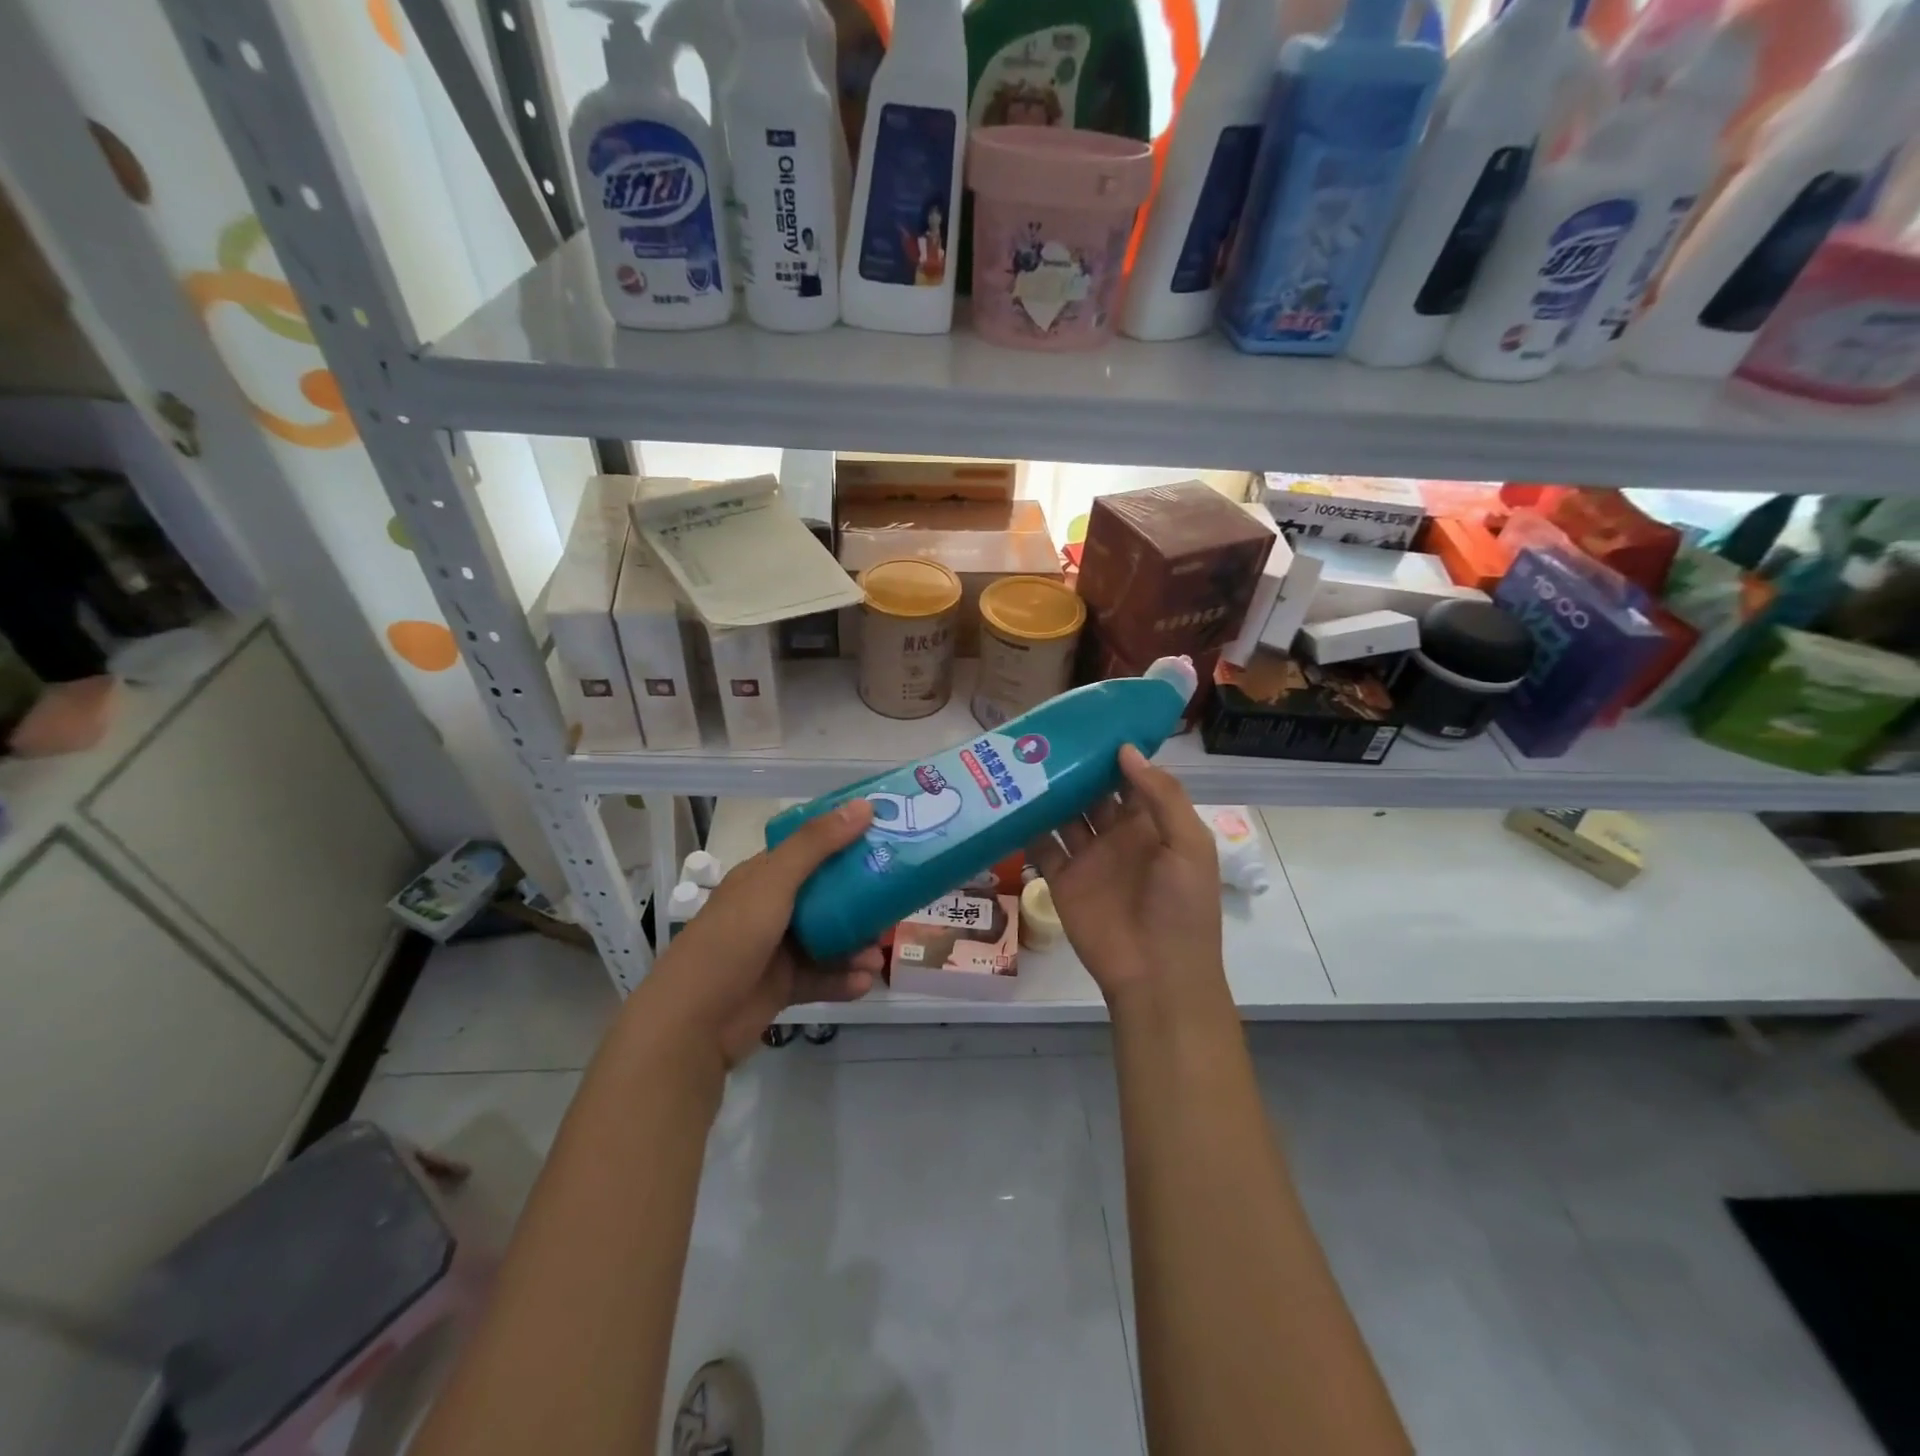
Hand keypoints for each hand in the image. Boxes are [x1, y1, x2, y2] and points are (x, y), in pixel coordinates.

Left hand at [637, 801, 882, 1070]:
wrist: (691, 1023)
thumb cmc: (731, 939)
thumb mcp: (774, 883)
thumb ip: (817, 845)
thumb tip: (864, 805)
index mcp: (762, 877)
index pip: (809, 850)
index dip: (844, 842)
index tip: (884, 840)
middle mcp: (770, 909)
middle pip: (826, 897)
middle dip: (861, 901)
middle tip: (894, 905)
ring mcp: (775, 950)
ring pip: (828, 940)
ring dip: (856, 946)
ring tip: (880, 955)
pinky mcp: (781, 987)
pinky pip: (821, 977)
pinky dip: (844, 979)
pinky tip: (866, 982)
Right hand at [1027, 746, 1226, 1012]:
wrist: (1157, 974)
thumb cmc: (1182, 907)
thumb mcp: (1189, 845)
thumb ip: (1161, 795)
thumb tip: (1126, 749)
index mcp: (1152, 823)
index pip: (1131, 778)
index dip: (1114, 752)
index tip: (1088, 722)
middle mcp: (1118, 834)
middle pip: (1093, 791)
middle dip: (1074, 767)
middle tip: (1044, 736)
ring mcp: (1088, 857)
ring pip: (1064, 814)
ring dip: (1048, 792)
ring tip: (1021, 760)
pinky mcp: (1062, 880)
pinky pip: (1041, 847)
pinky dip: (1027, 826)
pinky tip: (1008, 802)